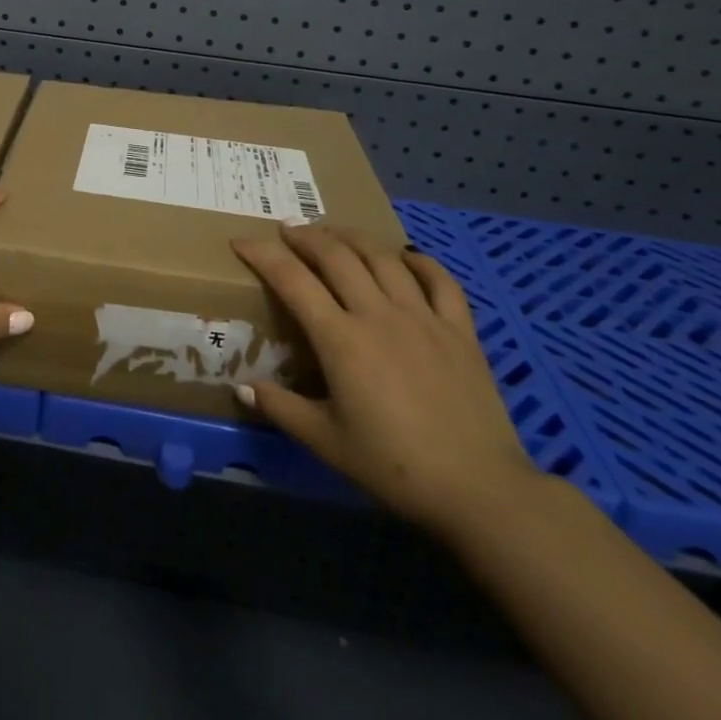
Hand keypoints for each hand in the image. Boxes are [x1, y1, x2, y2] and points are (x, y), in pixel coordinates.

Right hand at [231, 224, 540, 539]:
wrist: (479, 490)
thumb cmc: (394, 467)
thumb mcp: (326, 442)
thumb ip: (281, 409)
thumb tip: (240, 388)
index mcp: (341, 339)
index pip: (292, 280)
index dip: (263, 255)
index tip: (242, 241)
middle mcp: (378, 314)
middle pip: (336, 256)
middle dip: (306, 236)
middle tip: (288, 228)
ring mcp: (422, 317)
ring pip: (383, 257)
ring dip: (353, 238)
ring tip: (335, 232)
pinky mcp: (460, 330)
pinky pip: (440, 280)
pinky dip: (419, 261)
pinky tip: (406, 256)